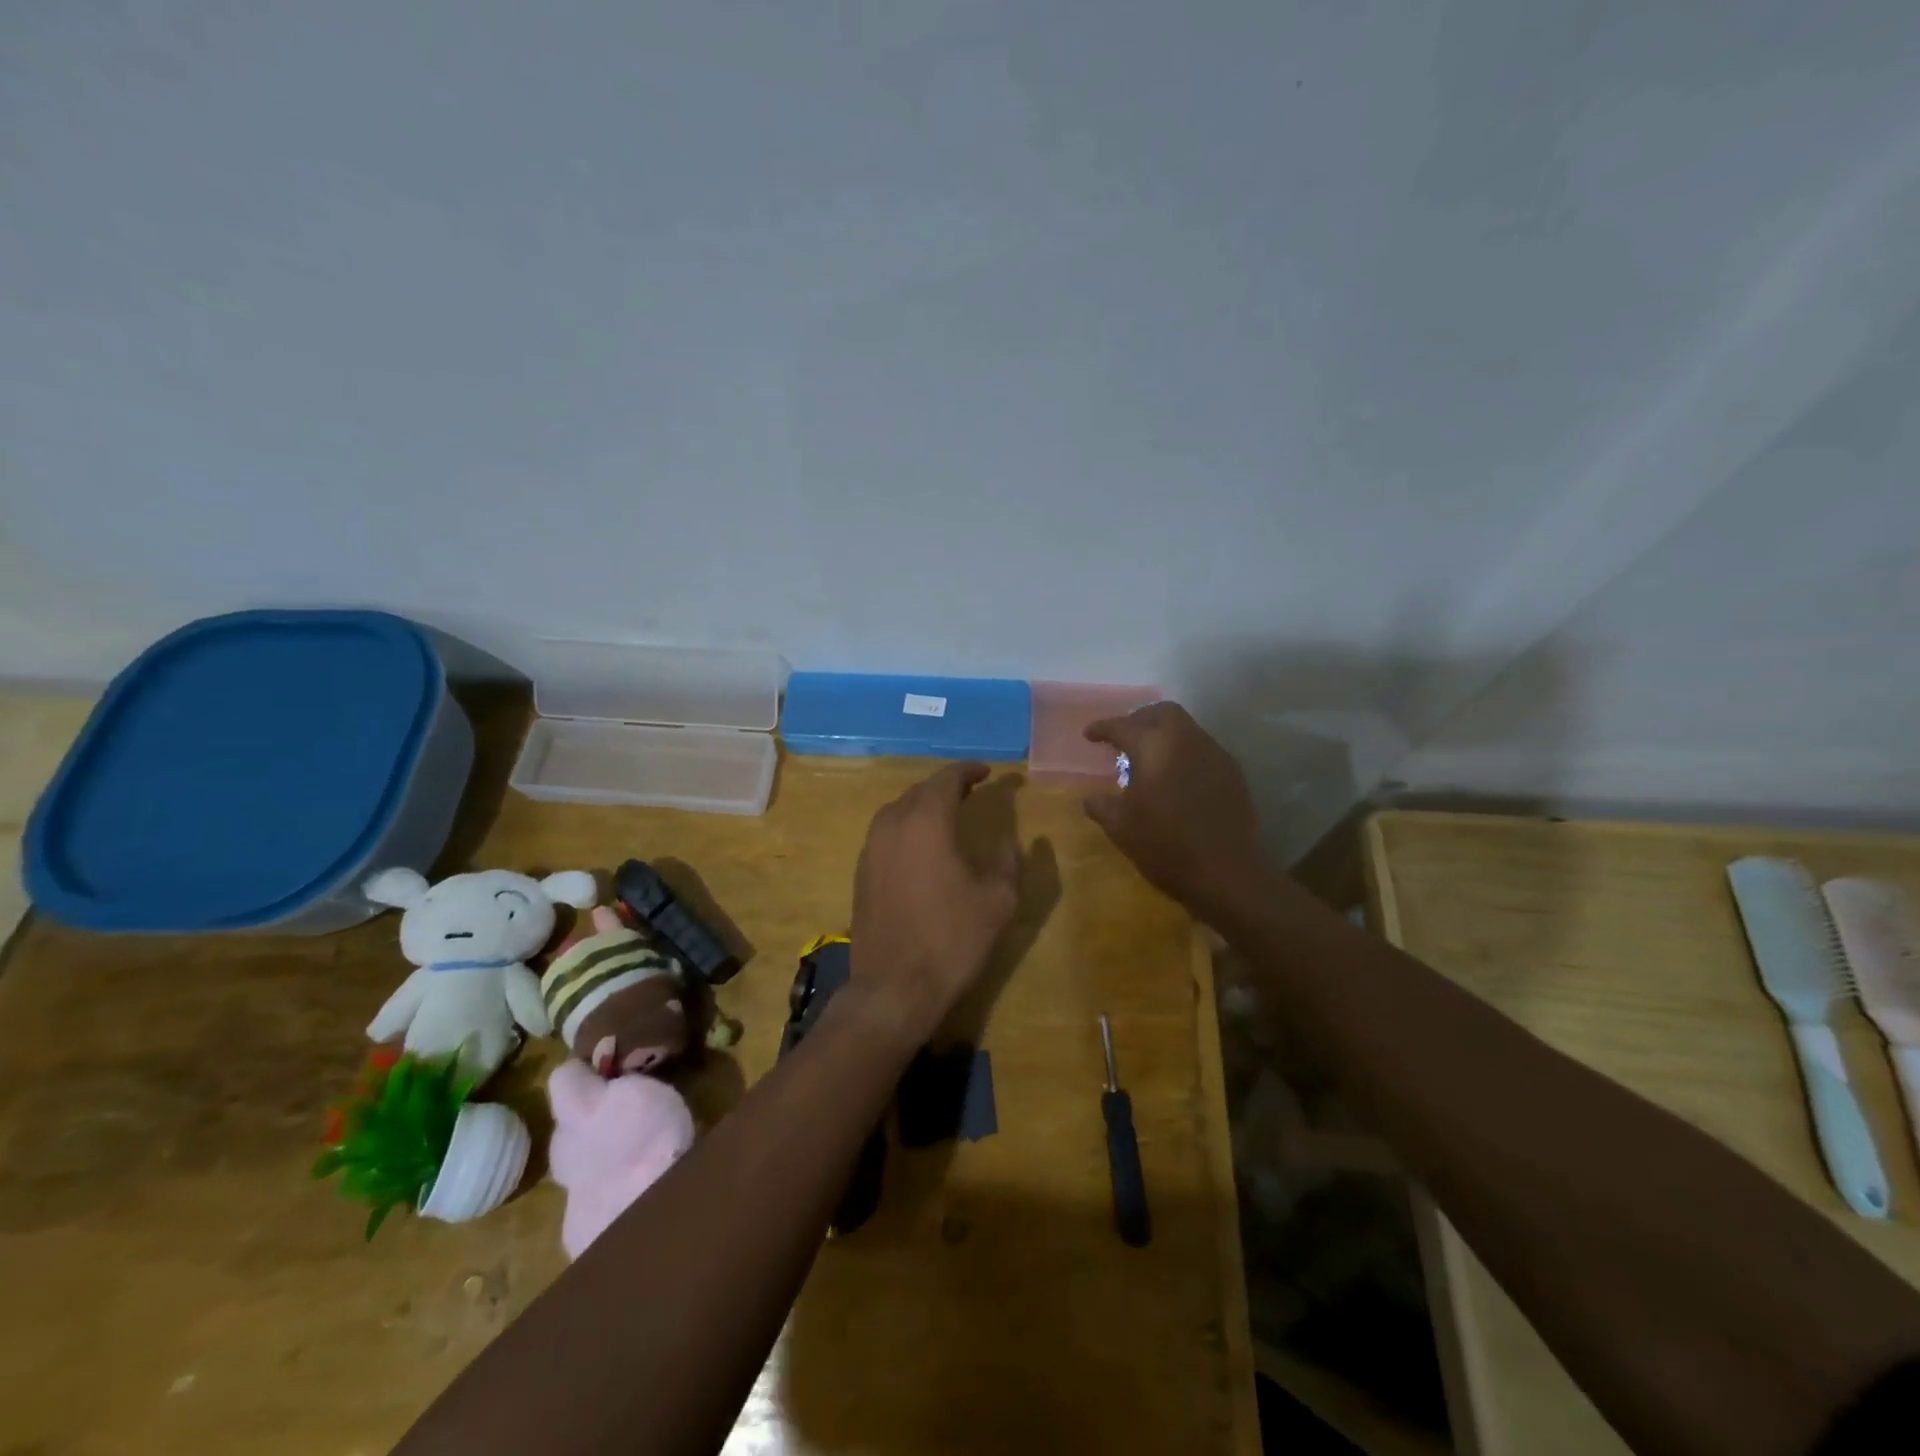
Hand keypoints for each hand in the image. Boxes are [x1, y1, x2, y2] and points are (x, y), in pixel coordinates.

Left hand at [850, 763, 1020, 1043]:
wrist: (894, 987)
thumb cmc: (952, 939)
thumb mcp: (998, 899)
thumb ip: (1009, 860)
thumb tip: (1011, 840)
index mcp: (926, 821)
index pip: (946, 779)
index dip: (969, 770)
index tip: (988, 771)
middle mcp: (892, 824)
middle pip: (920, 790)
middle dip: (947, 786)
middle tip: (972, 789)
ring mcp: (871, 848)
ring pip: (899, 810)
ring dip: (924, 805)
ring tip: (949, 813)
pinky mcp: (861, 871)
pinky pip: (887, 832)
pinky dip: (908, 827)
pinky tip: (924, 845)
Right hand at [1083, 702, 1272, 924]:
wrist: (1226, 873)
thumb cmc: (1165, 846)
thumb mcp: (1121, 827)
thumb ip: (1101, 805)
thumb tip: (1090, 799)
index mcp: (1154, 747)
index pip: (1123, 726)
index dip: (1102, 728)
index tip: (1089, 735)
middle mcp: (1187, 739)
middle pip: (1162, 712)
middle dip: (1139, 718)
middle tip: (1124, 737)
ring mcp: (1214, 753)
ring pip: (1186, 728)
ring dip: (1165, 734)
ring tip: (1149, 757)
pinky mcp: (1232, 772)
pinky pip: (1203, 748)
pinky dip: (1184, 752)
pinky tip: (1176, 776)